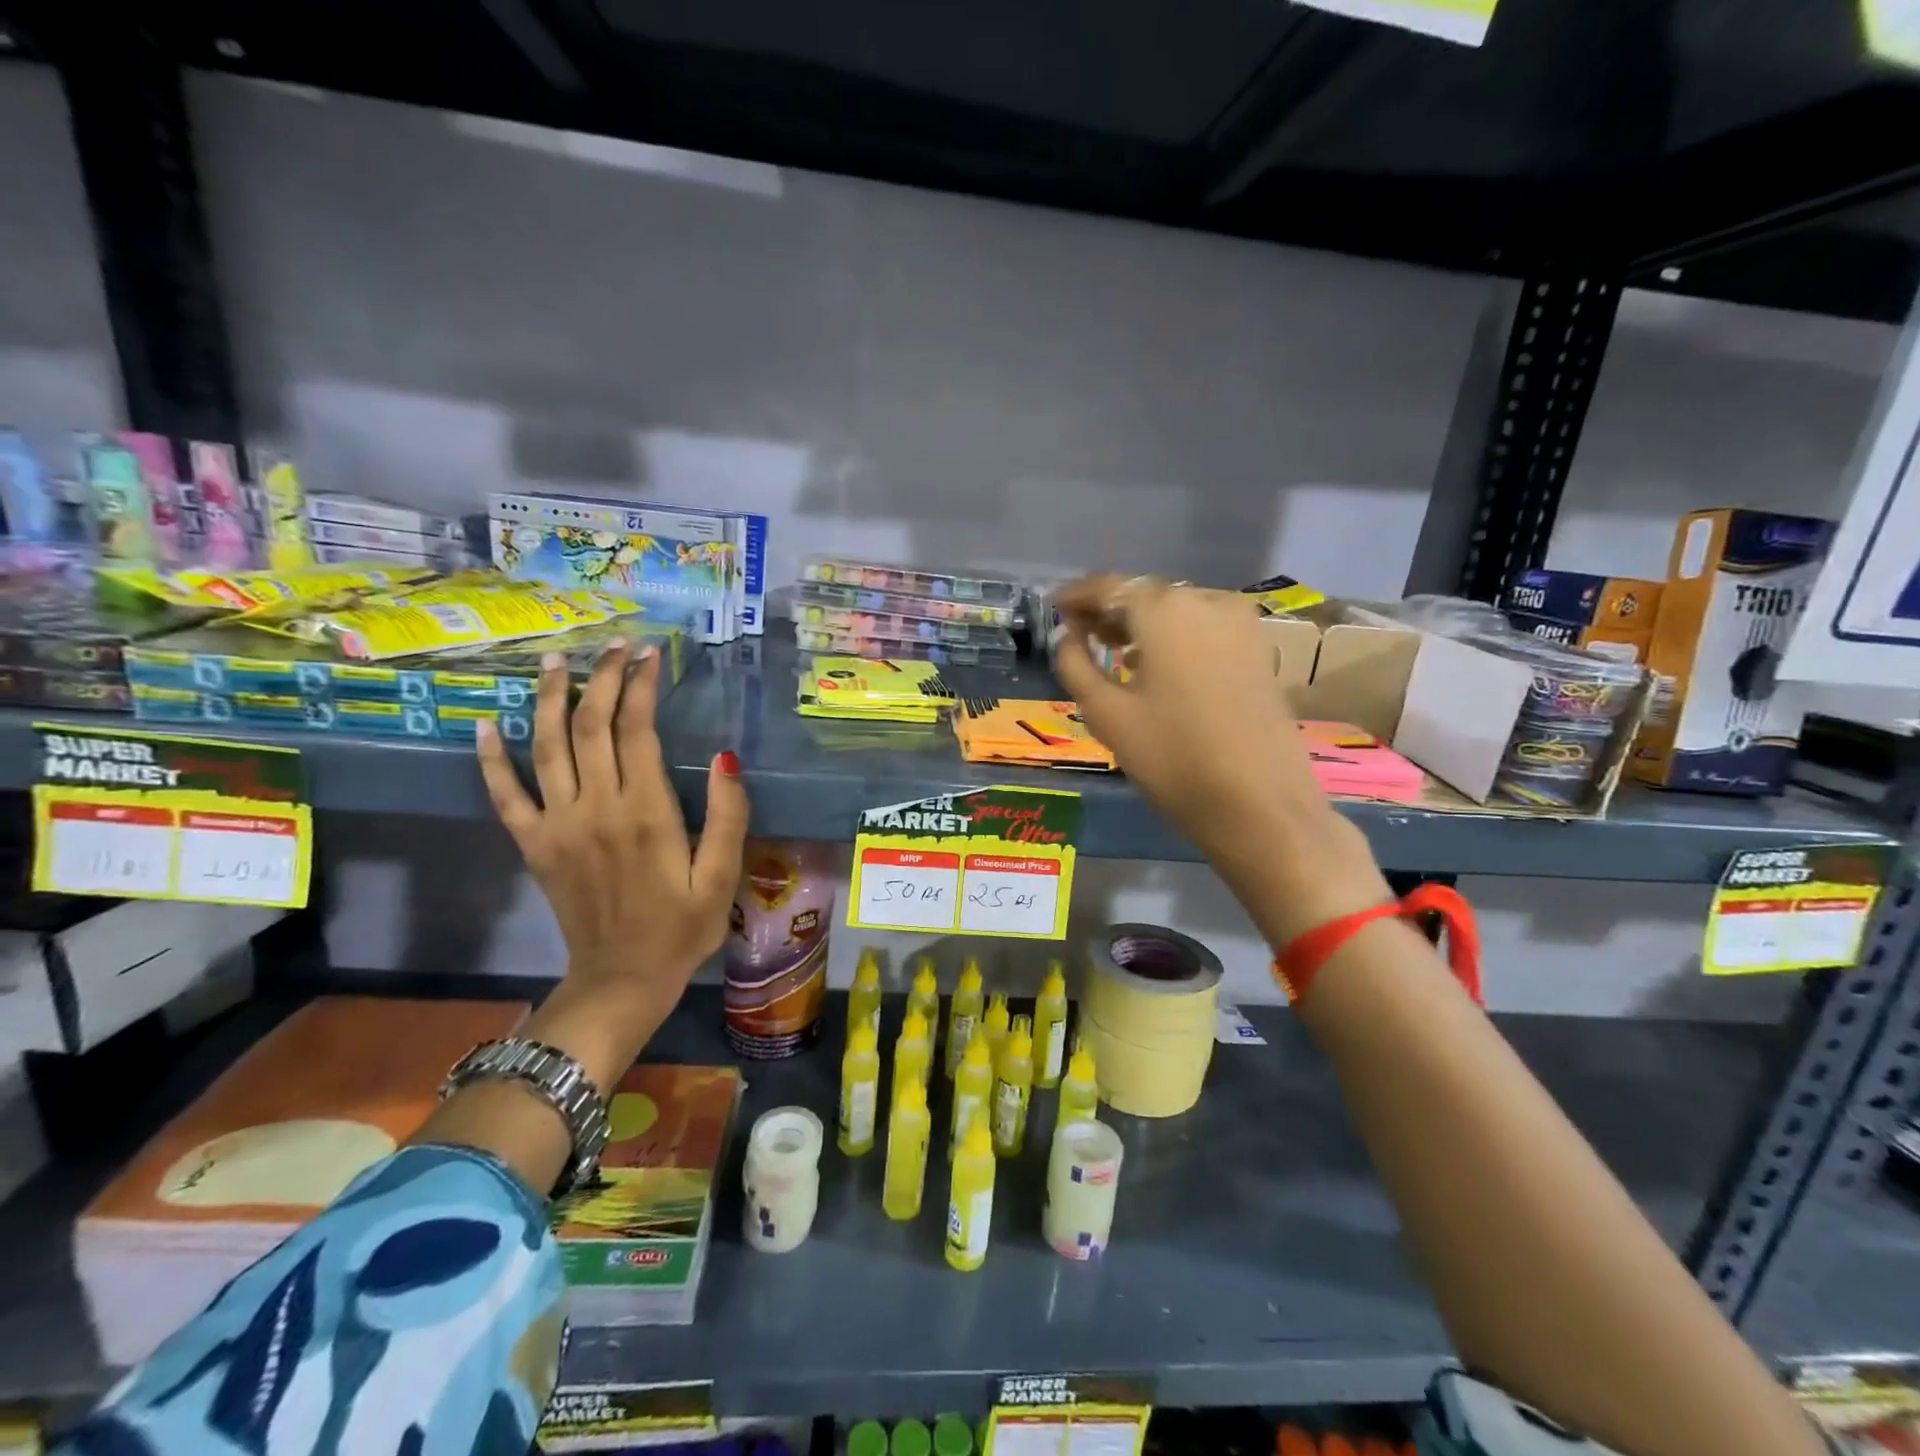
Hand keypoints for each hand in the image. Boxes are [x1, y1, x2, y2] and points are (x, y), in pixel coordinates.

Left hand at [476, 640, 747, 1021]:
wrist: (621, 980)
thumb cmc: (682, 927)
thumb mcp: (722, 876)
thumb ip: (728, 815)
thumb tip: (727, 757)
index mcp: (646, 812)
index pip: (637, 730)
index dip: (641, 687)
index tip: (649, 655)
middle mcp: (596, 808)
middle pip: (590, 726)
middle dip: (601, 679)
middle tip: (613, 646)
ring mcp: (557, 825)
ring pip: (547, 747)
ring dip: (550, 699)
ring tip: (555, 661)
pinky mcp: (533, 846)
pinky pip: (505, 795)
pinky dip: (493, 759)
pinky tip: (487, 725)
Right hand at [1052, 575, 1387, 943]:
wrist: (1261, 806)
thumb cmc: (1174, 759)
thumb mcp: (1108, 715)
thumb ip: (1076, 666)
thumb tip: (1068, 637)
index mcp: (1165, 611)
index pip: (1109, 586)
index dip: (1077, 596)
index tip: (1054, 608)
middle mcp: (1207, 602)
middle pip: (1145, 594)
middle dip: (1110, 609)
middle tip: (1080, 634)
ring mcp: (1240, 625)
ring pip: (1177, 610)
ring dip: (1142, 624)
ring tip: (1114, 652)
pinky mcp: (1258, 650)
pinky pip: (1203, 628)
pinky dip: (1173, 636)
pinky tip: (1156, 666)